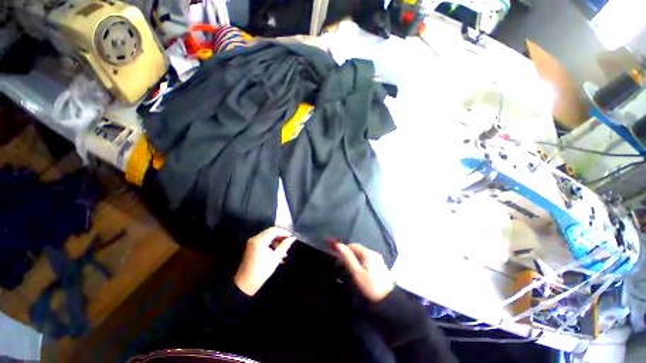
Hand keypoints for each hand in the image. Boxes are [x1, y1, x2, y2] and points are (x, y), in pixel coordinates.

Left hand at [234, 227, 295, 295]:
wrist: (245, 283)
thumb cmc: (262, 271)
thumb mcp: (275, 258)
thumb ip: (284, 246)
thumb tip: (293, 238)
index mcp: (260, 241)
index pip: (274, 230)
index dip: (284, 232)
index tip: (291, 236)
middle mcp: (255, 238)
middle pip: (270, 231)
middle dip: (280, 235)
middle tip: (288, 242)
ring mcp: (252, 241)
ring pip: (267, 235)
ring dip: (276, 240)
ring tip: (283, 250)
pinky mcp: (251, 245)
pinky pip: (263, 239)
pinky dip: (271, 243)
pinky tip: (276, 251)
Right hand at [333, 242, 394, 301]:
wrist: (388, 299)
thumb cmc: (370, 286)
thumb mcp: (357, 273)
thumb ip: (348, 258)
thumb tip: (339, 245)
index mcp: (368, 253)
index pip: (353, 245)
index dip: (345, 249)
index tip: (339, 257)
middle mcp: (374, 253)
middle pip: (359, 249)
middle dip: (351, 254)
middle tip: (344, 265)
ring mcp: (378, 259)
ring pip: (363, 255)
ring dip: (356, 259)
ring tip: (351, 269)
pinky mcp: (380, 265)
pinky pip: (368, 260)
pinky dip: (362, 263)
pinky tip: (361, 272)